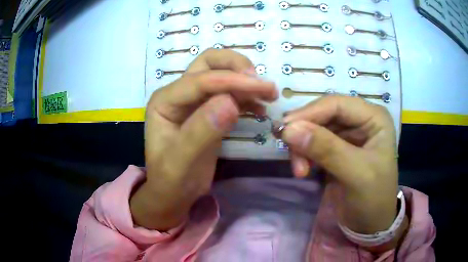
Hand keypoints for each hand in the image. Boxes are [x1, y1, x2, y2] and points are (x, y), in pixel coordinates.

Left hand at [130, 49, 277, 230]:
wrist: (174, 194)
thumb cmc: (171, 181)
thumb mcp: (181, 162)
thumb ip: (201, 132)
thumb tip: (229, 102)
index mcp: (165, 101)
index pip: (200, 80)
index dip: (232, 81)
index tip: (263, 88)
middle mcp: (178, 94)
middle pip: (209, 63)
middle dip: (236, 67)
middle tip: (261, 83)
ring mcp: (194, 100)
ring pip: (222, 74)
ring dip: (245, 79)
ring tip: (268, 94)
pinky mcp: (208, 110)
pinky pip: (230, 93)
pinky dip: (246, 95)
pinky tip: (260, 108)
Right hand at [281, 96, 401, 238]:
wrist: (370, 224)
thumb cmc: (373, 198)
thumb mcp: (356, 174)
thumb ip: (326, 150)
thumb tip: (288, 129)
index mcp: (374, 118)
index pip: (337, 104)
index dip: (310, 113)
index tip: (285, 129)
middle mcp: (360, 120)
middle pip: (323, 115)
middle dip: (305, 133)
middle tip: (288, 152)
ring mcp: (348, 134)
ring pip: (314, 129)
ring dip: (302, 147)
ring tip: (299, 170)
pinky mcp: (336, 149)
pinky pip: (313, 143)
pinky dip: (304, 155)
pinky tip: (303, 170)